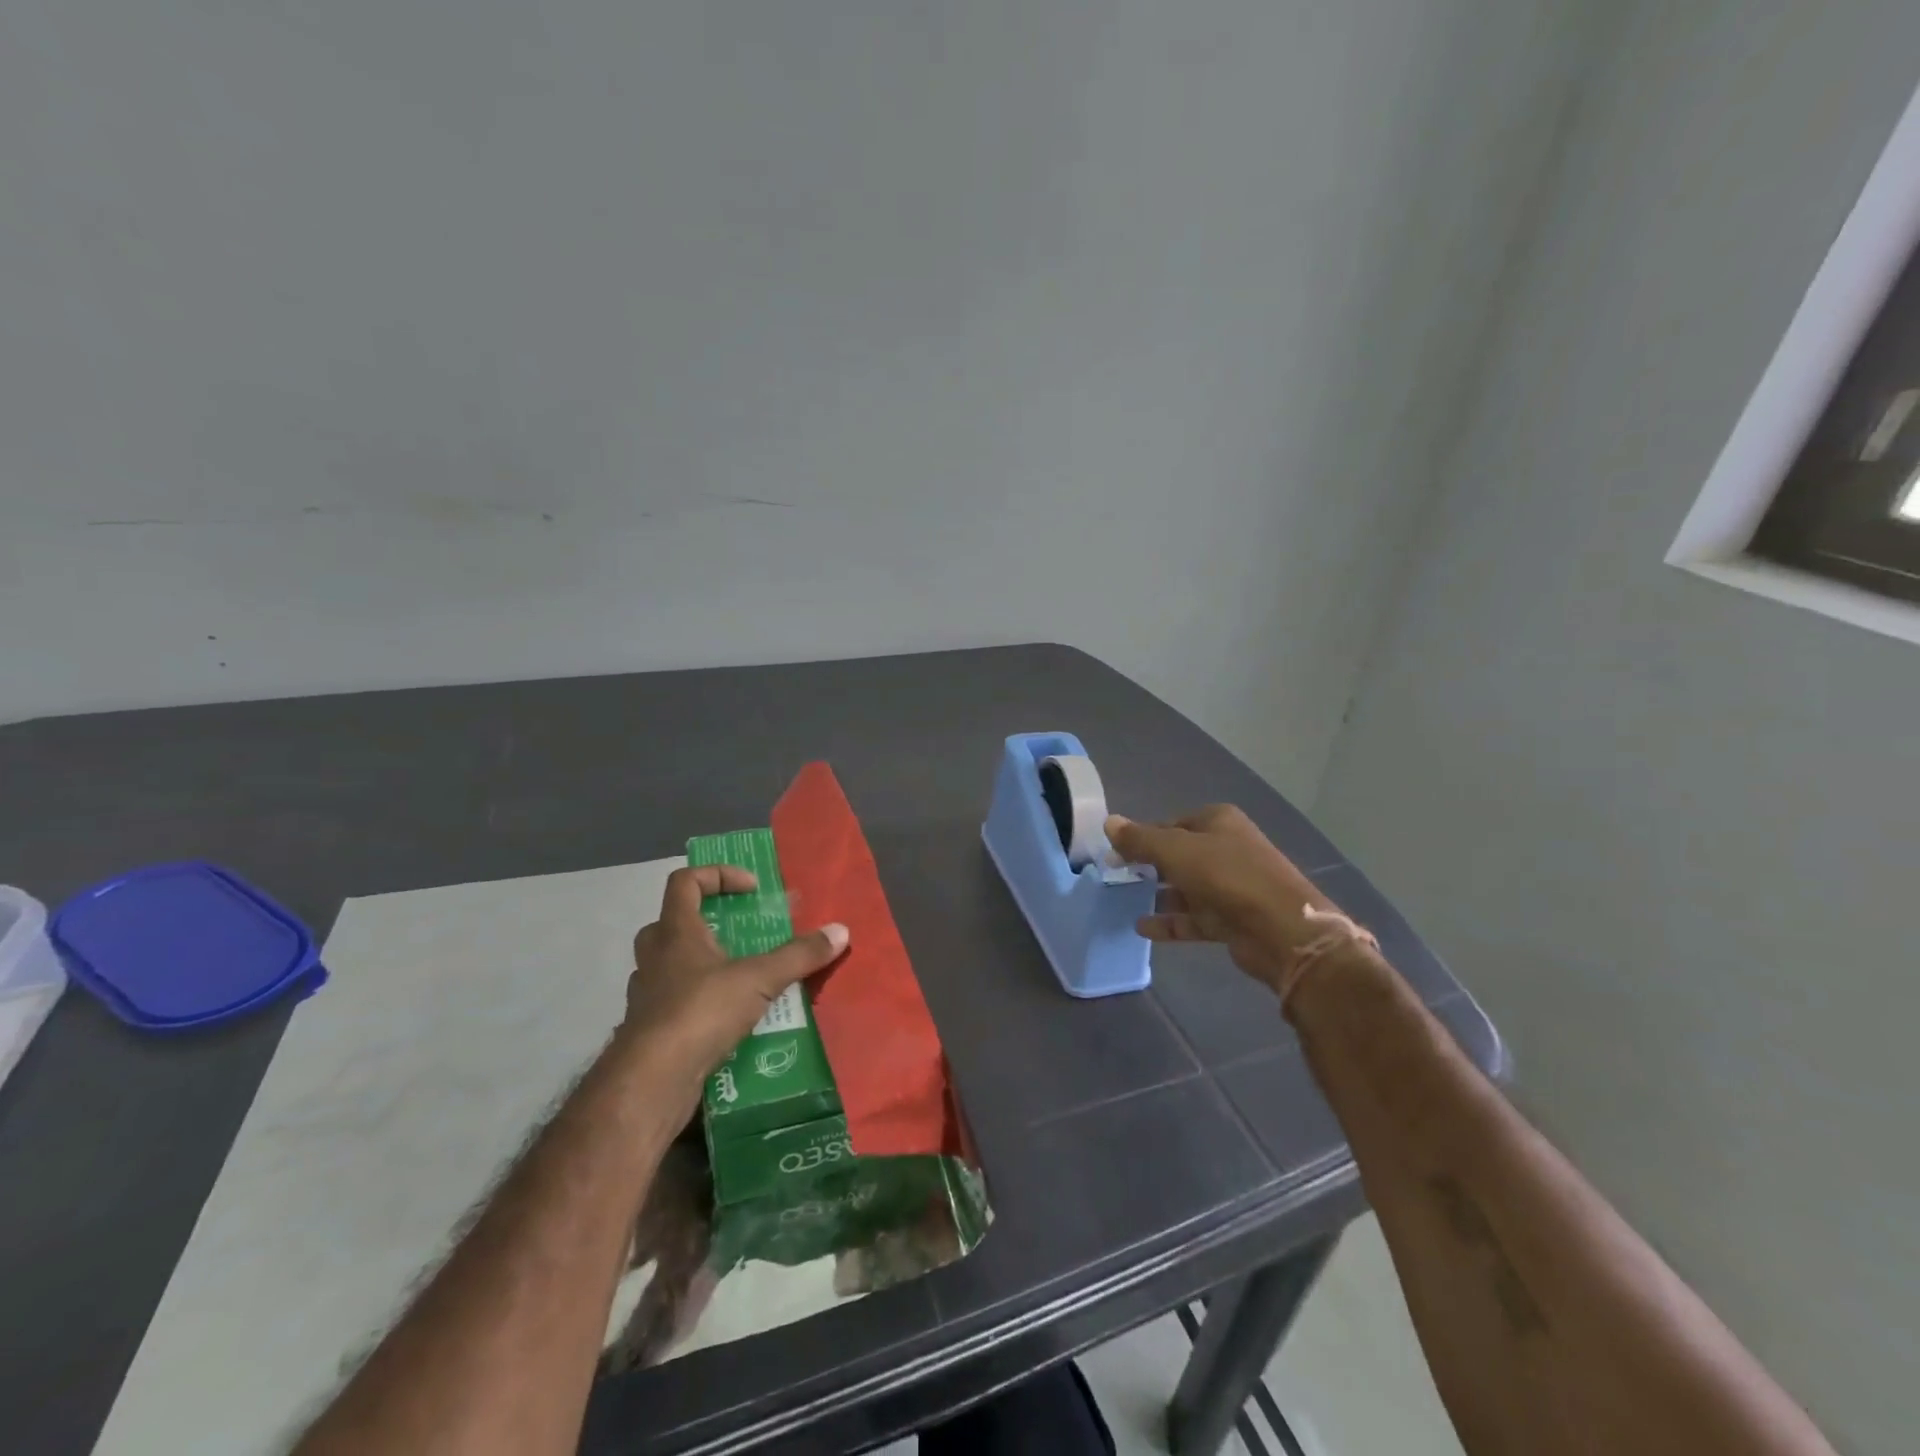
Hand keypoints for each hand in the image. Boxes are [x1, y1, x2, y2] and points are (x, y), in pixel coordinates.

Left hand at [623, 865, 848, 1076]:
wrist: (651, 1082)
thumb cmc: (700, 1012)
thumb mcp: (759, 979)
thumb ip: (799, 955)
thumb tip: (841, 931)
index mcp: (675, 932)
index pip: (685, 882)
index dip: (718, 875)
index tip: (751, 890)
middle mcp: (655, 957)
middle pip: (672, 922)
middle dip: (706, 923)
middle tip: (740, 935)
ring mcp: (647, 995)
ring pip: (670, 965)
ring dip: (701, 965)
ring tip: (739, 978)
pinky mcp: (648, 1030)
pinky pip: (674, 1003)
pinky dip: (698, 1004)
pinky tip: (726, 1020)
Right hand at [1106, 805, 1345, 995]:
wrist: (1283, 931)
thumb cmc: (1228, 877)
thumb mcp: (1176, 850)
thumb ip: (1140, 839)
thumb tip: (1108, 822)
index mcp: (1218, 822)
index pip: (1170, 823)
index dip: (1141, 837)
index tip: (1114, 854)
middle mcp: (1226, 849)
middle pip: (1178, 855)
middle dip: (1148, 866)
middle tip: (1116, 877)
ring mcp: (1231, 885)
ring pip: (1185, 887)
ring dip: (1157, 895)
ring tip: (1124, 902)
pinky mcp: (1232, 919)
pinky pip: (1193, 917)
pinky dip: (1170, 922)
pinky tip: (1142, 928)